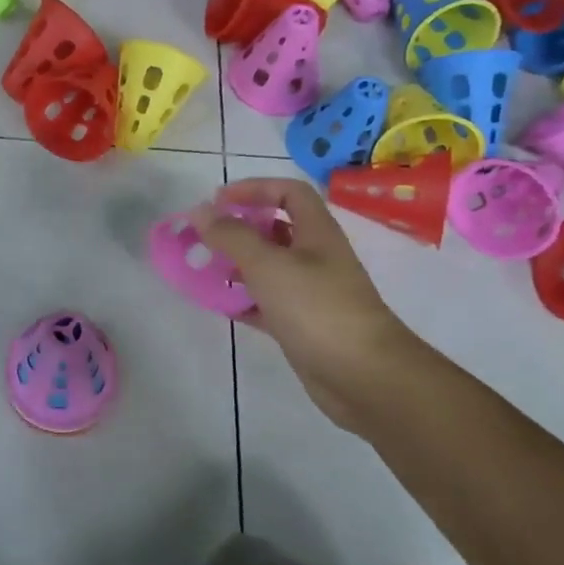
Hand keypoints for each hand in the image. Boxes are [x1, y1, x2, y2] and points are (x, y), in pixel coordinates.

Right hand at [191, 177, 415, 430]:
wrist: (363, 376)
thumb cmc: (316, 308)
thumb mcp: (268, 265)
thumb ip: (232, 236)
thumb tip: (200, 211)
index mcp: (316, 233)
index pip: (288, 193)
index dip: (254, 188)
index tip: (218, 201)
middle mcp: (316, 257)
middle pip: (276, 230)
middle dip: (239, 229)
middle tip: (204, 238)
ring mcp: (311, 293)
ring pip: (269, 268)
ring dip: (237, 265)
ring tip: (205, 270)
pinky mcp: (303, 324)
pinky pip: (267, 303)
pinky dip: (244, 301)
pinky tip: (221, 306)